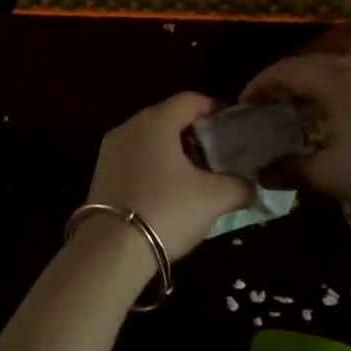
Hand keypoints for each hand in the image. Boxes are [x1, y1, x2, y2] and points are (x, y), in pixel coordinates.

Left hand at [85, 93, 252, 261]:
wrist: (111, 250)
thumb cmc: (167, 210)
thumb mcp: (215, 198)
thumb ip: (240, 186)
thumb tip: (250, 186)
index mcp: (156, 121)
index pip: (191, 100)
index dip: (216, 109)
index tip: (235, 128)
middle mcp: (129, 127)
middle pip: (168, 118)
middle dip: (196, 132)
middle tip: (219, 153)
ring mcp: (110, 151)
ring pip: (150, 140)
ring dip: (174, 152)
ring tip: (196, 176)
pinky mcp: (100, 175)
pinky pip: (135, 159)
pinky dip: (154, 166)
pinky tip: (168, 192)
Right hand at [242, 54, 350, 222]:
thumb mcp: (333, 176)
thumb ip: (294, 170)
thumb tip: (264, 172)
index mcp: (341, 86)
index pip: (290, 70)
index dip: (262, 83)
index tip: (245, 103)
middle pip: (316, 65)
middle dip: (287, 80)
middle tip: (269, 103)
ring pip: (342, 76)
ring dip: (315, 87)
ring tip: (300, 113)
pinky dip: (339, 98)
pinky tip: (340, 125)